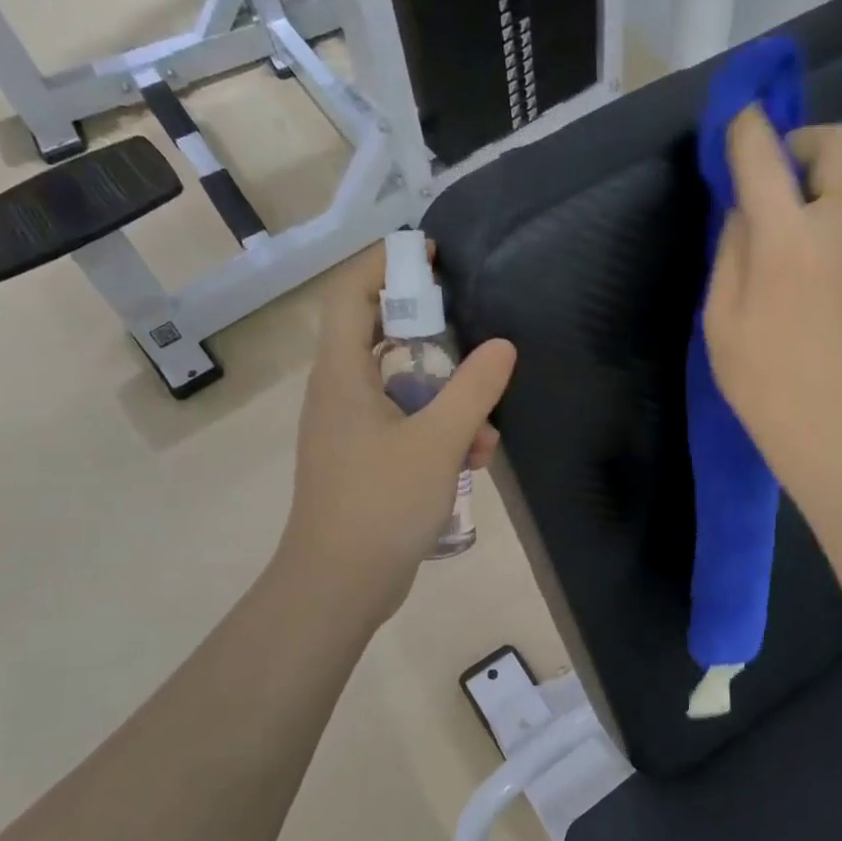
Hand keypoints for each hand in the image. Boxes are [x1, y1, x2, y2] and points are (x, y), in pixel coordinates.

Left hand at [280, 242, 516, 626]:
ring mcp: (349, 432)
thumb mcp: (438, 442)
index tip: (430, 254)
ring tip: (487, 429)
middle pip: (377, 338)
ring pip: (400, 391)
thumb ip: (473, 390)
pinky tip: (473, 460)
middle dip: (428, 332)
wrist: (339, 585)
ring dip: (445, 399)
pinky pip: (404, 428)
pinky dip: (437, 433)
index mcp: (342, 376)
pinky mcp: (364, 463)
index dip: (385, 264)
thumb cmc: (381, 503)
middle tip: (468, 326)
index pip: (350, 295)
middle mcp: (339, 395)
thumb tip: (503, 347)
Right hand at [704, 106, 841, 496]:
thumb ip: (731, 245)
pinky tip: (811, 248)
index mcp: (788, 239)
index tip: (734, 125)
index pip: (766, 154)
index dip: (746, 129)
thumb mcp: (719, 311)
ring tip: (790, 214)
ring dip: (823, 174)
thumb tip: (745, 204)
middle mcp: (840, 225)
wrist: (822, 419)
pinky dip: (836, 204)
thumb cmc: (757, 373)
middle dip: (802, 143)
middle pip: (841, 141)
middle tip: (771, 180)